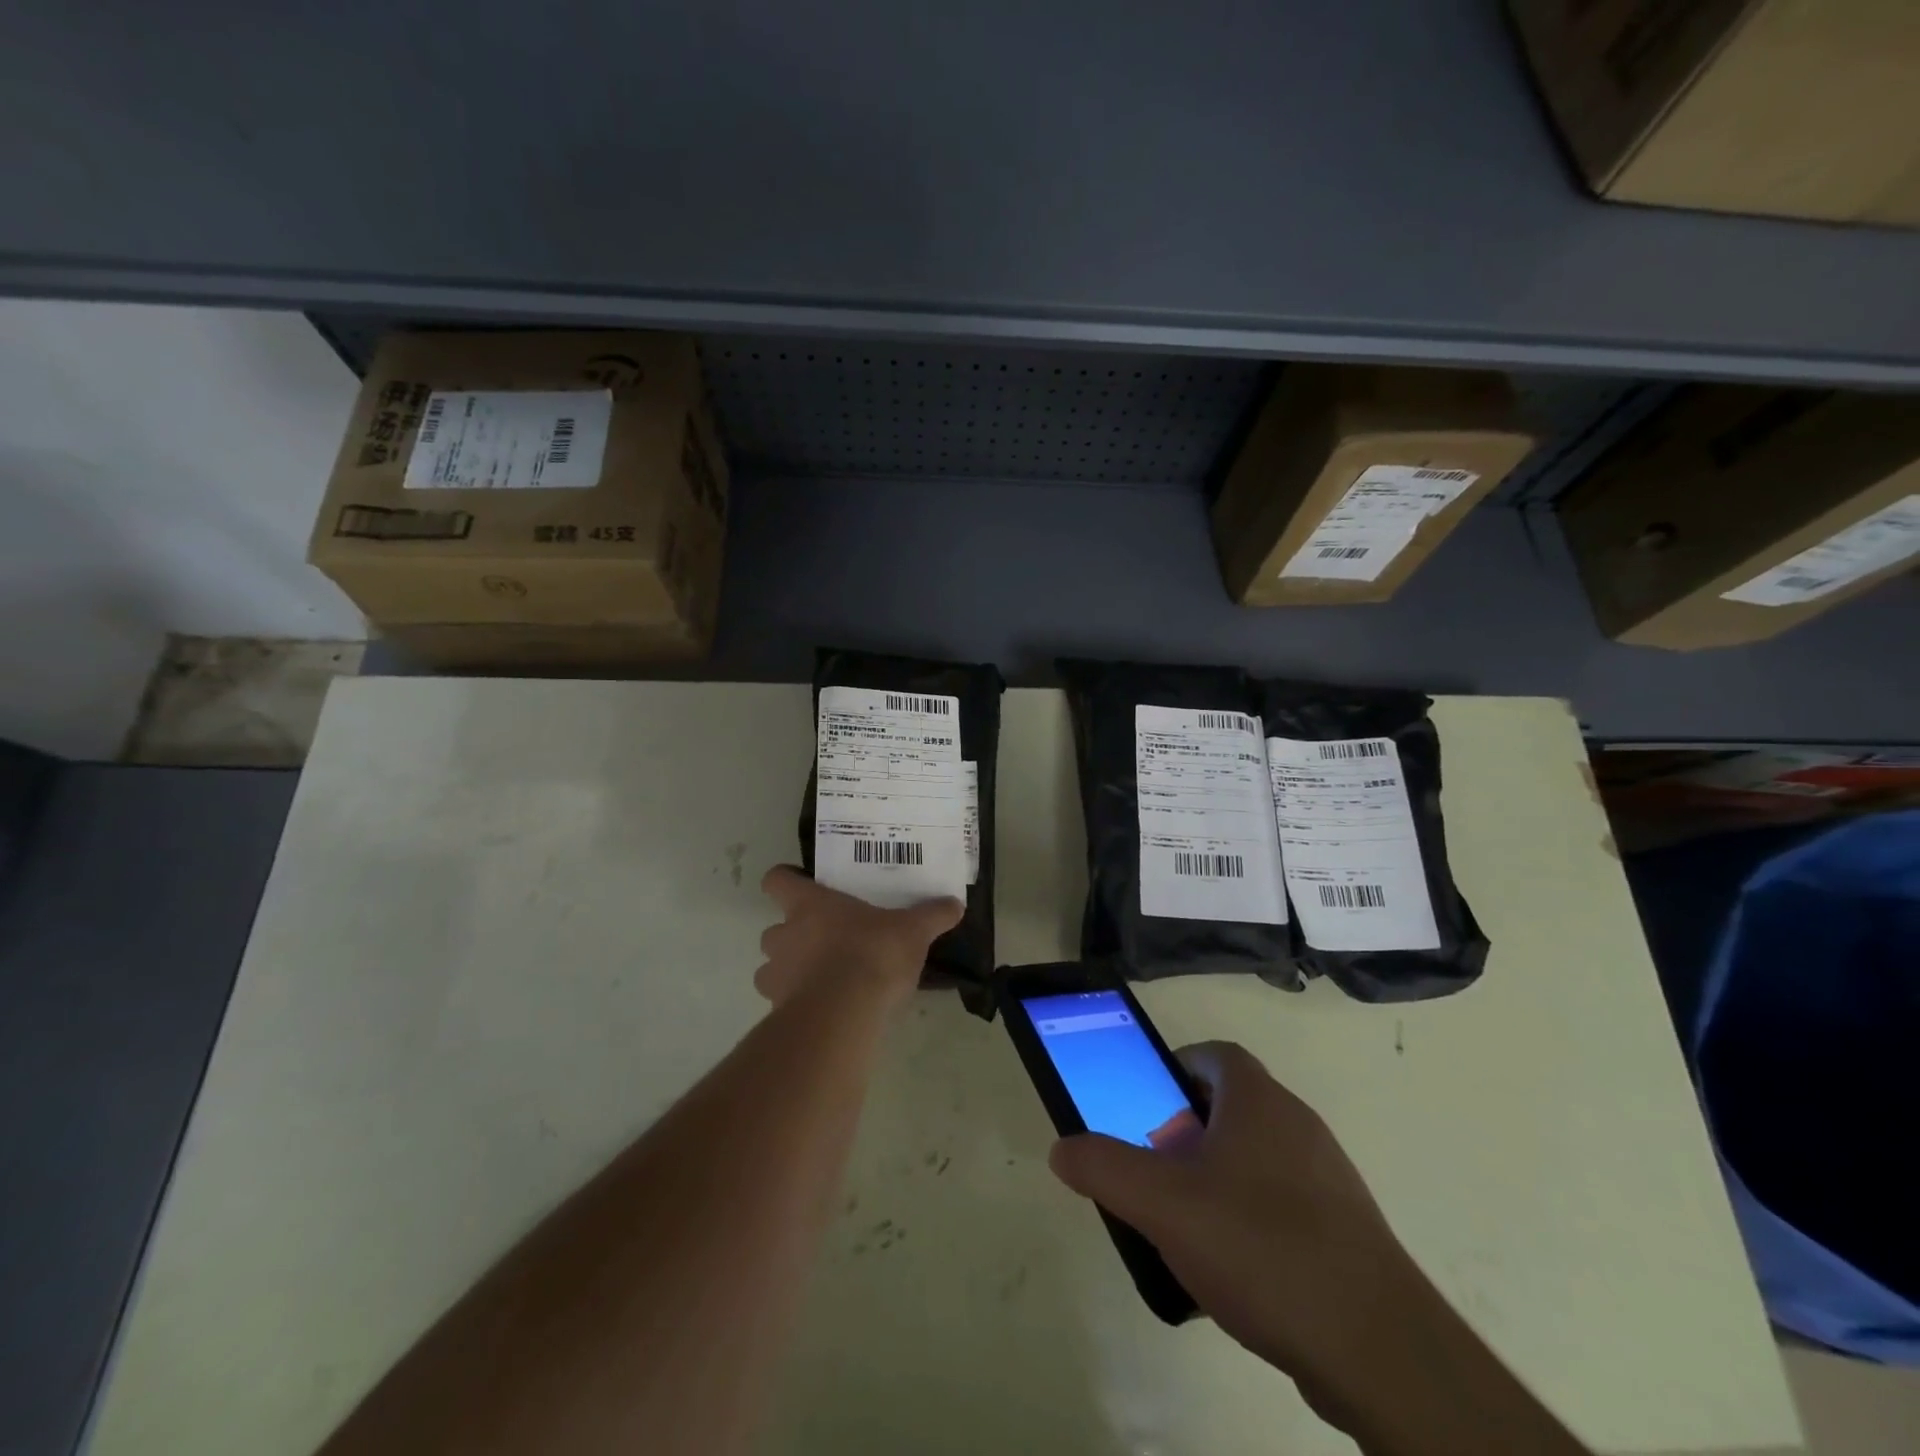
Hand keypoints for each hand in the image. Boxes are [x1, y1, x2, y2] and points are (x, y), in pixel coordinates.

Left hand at [755, 865, 962, 1007]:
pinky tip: (827, 1009)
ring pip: (771, 968)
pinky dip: (798, 1003)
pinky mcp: (779, 1011)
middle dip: (793, 936)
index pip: (776, 881)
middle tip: (826, 941)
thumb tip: (955, 904)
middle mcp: (784, 935)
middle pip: (773, 928)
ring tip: (823, 979)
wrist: (843, 1015)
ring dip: (790, 971)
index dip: (785, 882)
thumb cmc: (872, 955)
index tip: (803, 888)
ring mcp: (776, 975)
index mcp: (809, 905)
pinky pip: (782, 1002)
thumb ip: (932, 915)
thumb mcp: (912, 931)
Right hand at [1048, 1042, 1426, 1394]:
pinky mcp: (1346, 1228)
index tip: (1146, 1107)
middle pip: (1231, 1106)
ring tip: (1187, 1225)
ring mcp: (1328, 1176)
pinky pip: (1283, 1202)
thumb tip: (1062, 1148)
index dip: (1174, 1071)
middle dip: (1186, 1131)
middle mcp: (1297, 1123)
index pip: (1213, 1056)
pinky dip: (1251, 1217)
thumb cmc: (1261, 1247)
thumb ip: (1104, 1168)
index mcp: (1259, 1100)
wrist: (1379, 1349)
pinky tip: (1234, 1269)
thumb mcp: (1162, 1205)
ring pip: (1256, 1156)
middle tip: (1157, 1171)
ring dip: (1217, 1176)